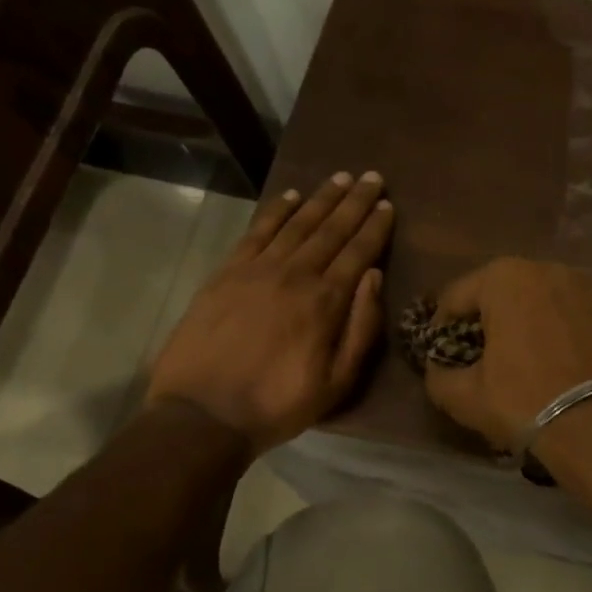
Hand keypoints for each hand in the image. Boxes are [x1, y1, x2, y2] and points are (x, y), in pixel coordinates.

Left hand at [146, 170, 393, 452]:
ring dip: (321, 198)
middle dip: (354, 202)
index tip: (388, 204)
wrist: (203, 414)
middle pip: (331, 230)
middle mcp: (295, 275)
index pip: (358, 253)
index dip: (375, 227)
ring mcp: (257, 270)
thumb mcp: (337, 382)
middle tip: (372, 177)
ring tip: (340, 177)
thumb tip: (374, 276)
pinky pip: (257, 232)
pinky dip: (276, 211)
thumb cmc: (278, 404)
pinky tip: (291, 197)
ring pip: (297, 224)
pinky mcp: (226, 273)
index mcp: (325, 302)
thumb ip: (360, 328)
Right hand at [423, 258, 591, 450]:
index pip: (456, 296)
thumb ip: (439, 376)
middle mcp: (551, 271)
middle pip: (505, 293)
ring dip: (532, 325)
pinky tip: (569, 371)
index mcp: (506, 278)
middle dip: (490, 320)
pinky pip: (582, 323)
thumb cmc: (526, 402)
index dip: (441, 326)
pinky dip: (570, 338)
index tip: (440, 353)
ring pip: (547, 304)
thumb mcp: (465, 398)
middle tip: (483, 357)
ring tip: (529, 363)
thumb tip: (437, 369)